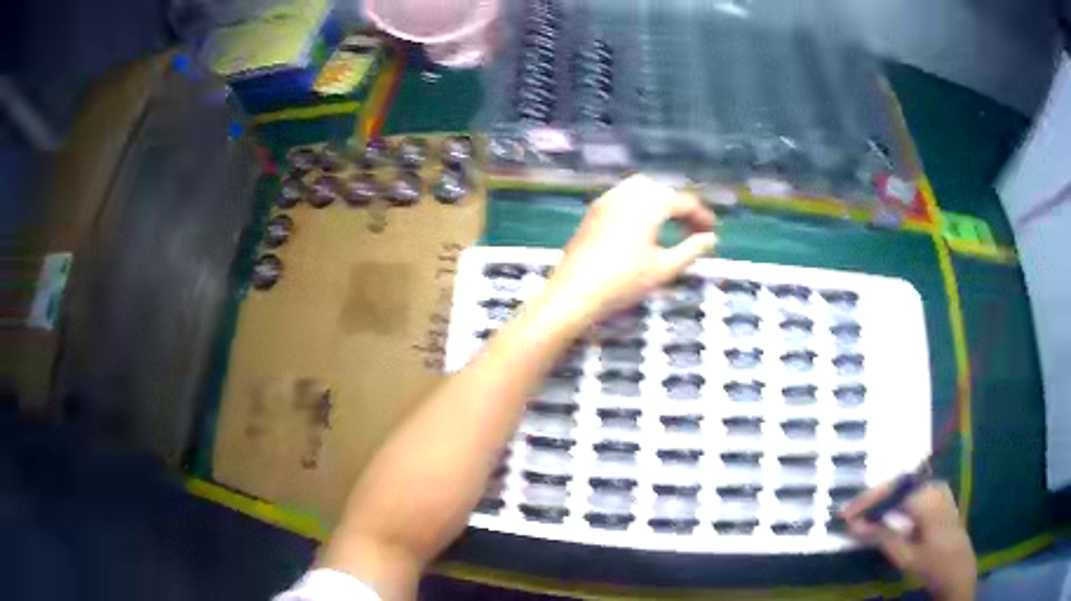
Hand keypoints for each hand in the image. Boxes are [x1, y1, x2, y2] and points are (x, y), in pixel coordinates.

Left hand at [540, 174, 717, 326]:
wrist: (574, 292)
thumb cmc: (623, 282)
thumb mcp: (664, 269)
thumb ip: (691, 251)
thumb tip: (710, 239)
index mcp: (648, 205)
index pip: (682, 201)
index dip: (701, 215)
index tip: (712, 231)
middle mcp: (627, 194)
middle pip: (662, 190)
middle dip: (680, 206)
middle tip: (692, 228)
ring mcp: (606, 201)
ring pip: (640, 188)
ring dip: (659, 201)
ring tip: (670, 225)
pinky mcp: (593, 212)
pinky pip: (622, 196)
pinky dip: (639, 204)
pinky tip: (642, 227)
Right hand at [842, 480, 976, 600]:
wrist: (958, 569)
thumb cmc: (933, 564)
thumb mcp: (905, 556)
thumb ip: (881, 537)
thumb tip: (853, 525)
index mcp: (928, 498)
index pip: (893, 491)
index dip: (867, 500)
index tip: (845, 513)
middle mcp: (934, 486)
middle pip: (898, 484)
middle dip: (873, 498)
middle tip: (850, 514)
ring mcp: (938, 490)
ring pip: (905, 487)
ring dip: (883, 499)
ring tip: (863, 514)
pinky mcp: (939, 497)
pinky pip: (913, 492)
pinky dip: (895, 501)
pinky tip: (885, 513)